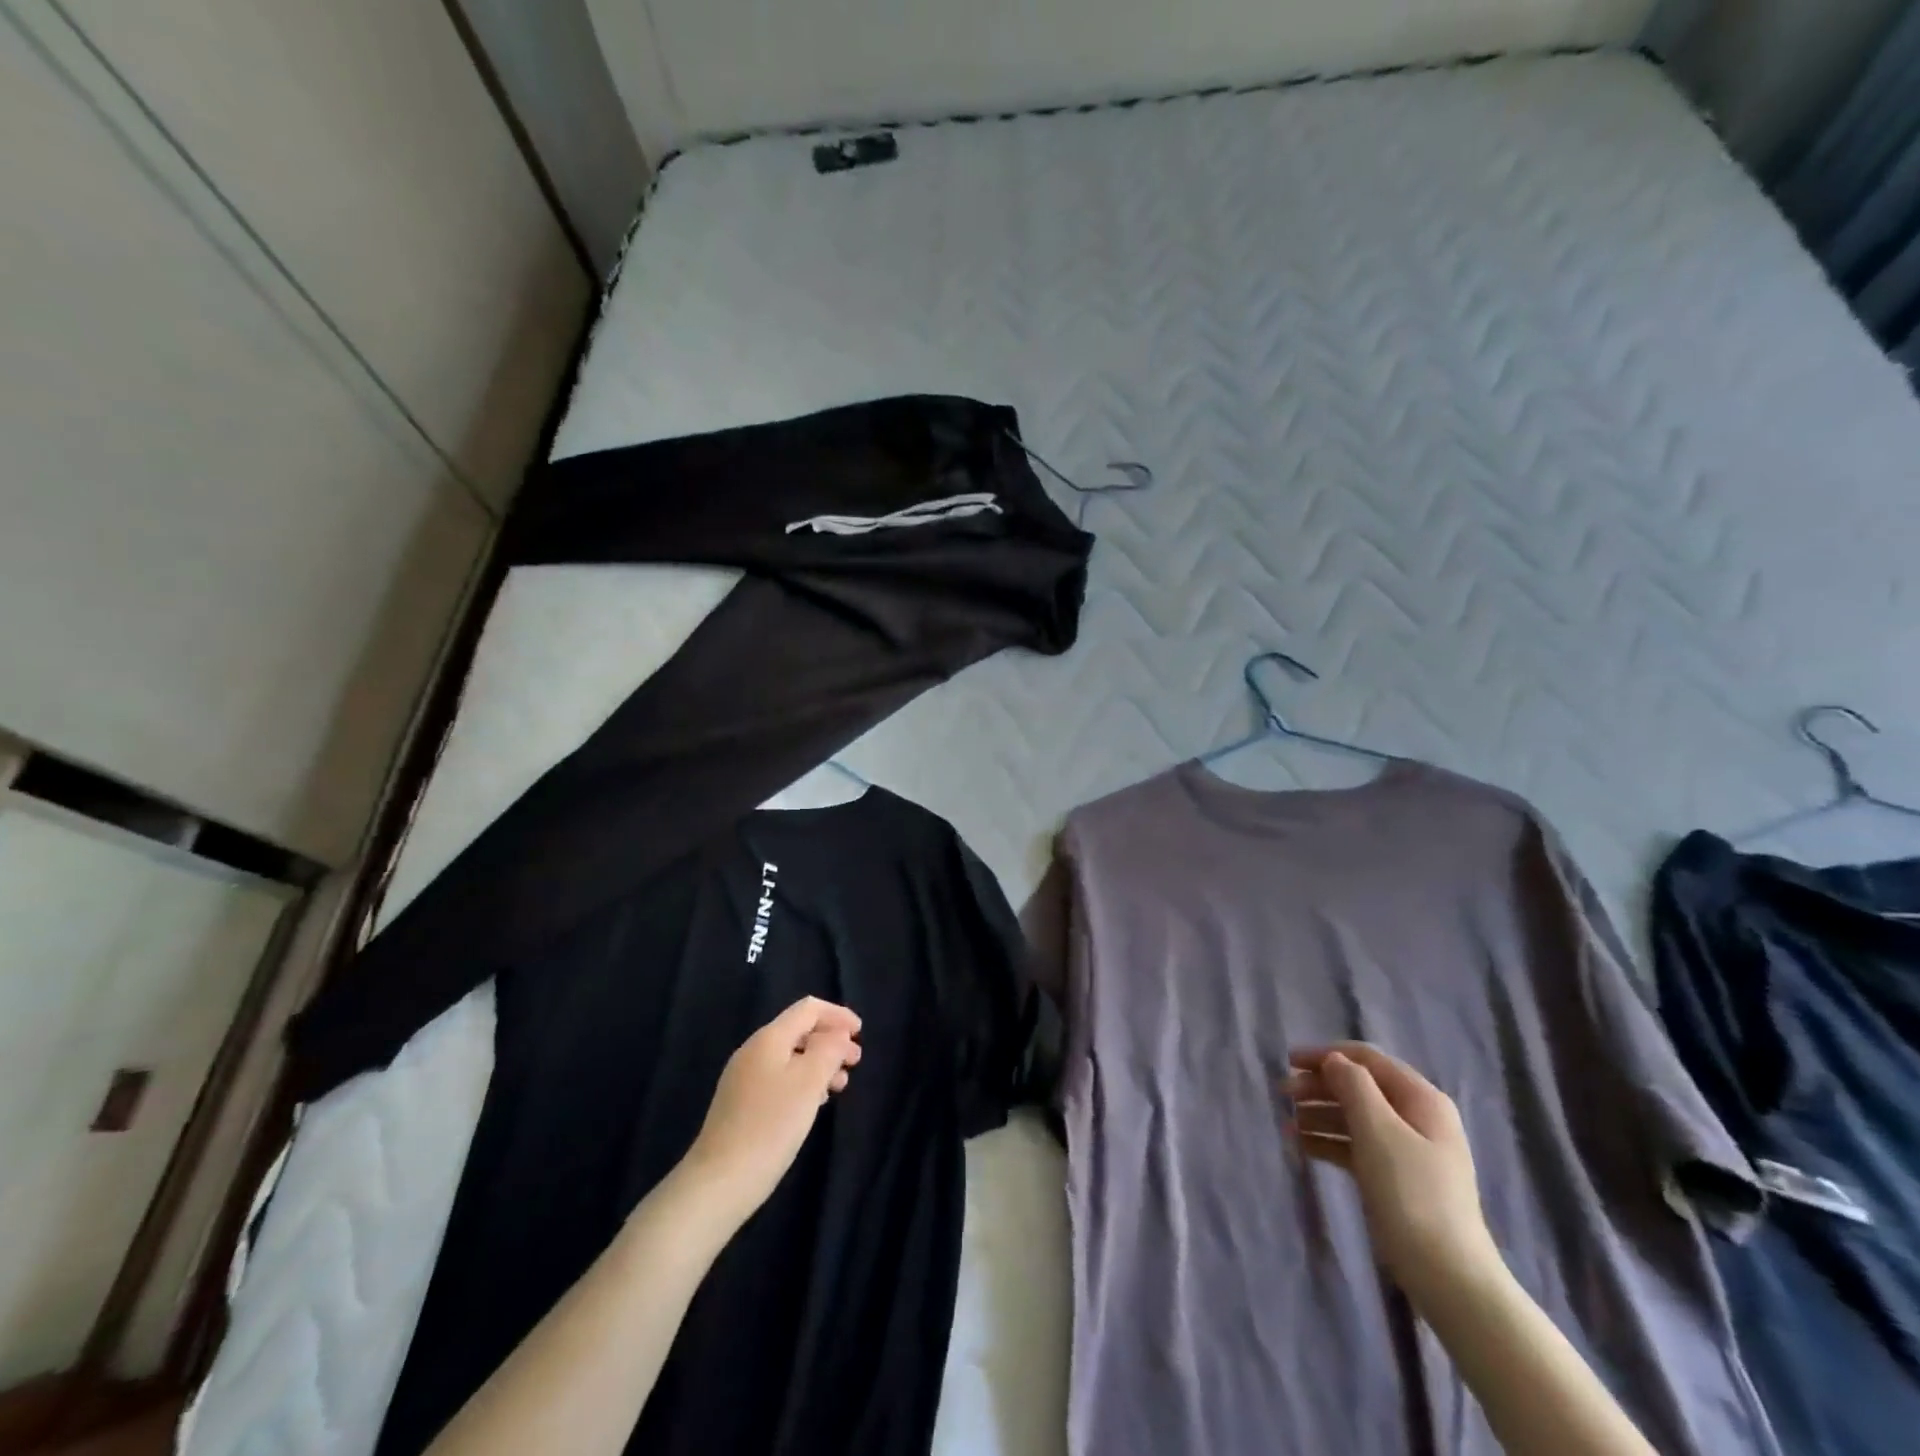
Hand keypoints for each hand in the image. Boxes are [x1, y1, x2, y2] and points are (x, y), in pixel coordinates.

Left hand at [679, 998, 861, 1224]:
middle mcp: (754, 1050)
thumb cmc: (771, 1125)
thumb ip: (829, 1049)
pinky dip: (803, 1081)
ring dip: (819, 1063)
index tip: (861, 1032)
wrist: (720, 1181)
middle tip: (855, 1062)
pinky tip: (814, 1103)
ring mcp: (744, 1077)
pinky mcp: (741, 1103)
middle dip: (831, 1041)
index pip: (808, 1009)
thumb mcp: (809, 1082)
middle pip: (799, 1031)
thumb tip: (837, 1032)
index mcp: (769, 1038)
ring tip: (840, 1086)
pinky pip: (780, 1077)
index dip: (837, 1015)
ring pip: (791, 1056)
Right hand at [1284, 1043, 1500, 1306]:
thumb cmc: (1411, 1193)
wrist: (1448, 1276)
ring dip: (1319, 1114)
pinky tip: (1302, 1146)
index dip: (1326, 1054)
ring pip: (1355, 1117)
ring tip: (1286, 1124)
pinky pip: (1357, 1146)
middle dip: (1319, 1086)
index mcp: (1421, 1099)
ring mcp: (1408, 1150)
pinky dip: (1329, 1141)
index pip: (1368, 1059)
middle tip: (1282, 1094)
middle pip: (1360, 1087)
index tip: (1288, 1061)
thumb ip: (1353, 1085)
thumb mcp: (1378, 1130)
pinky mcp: (1397, 1178)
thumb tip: (1334, 1061)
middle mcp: (1417, 1117)